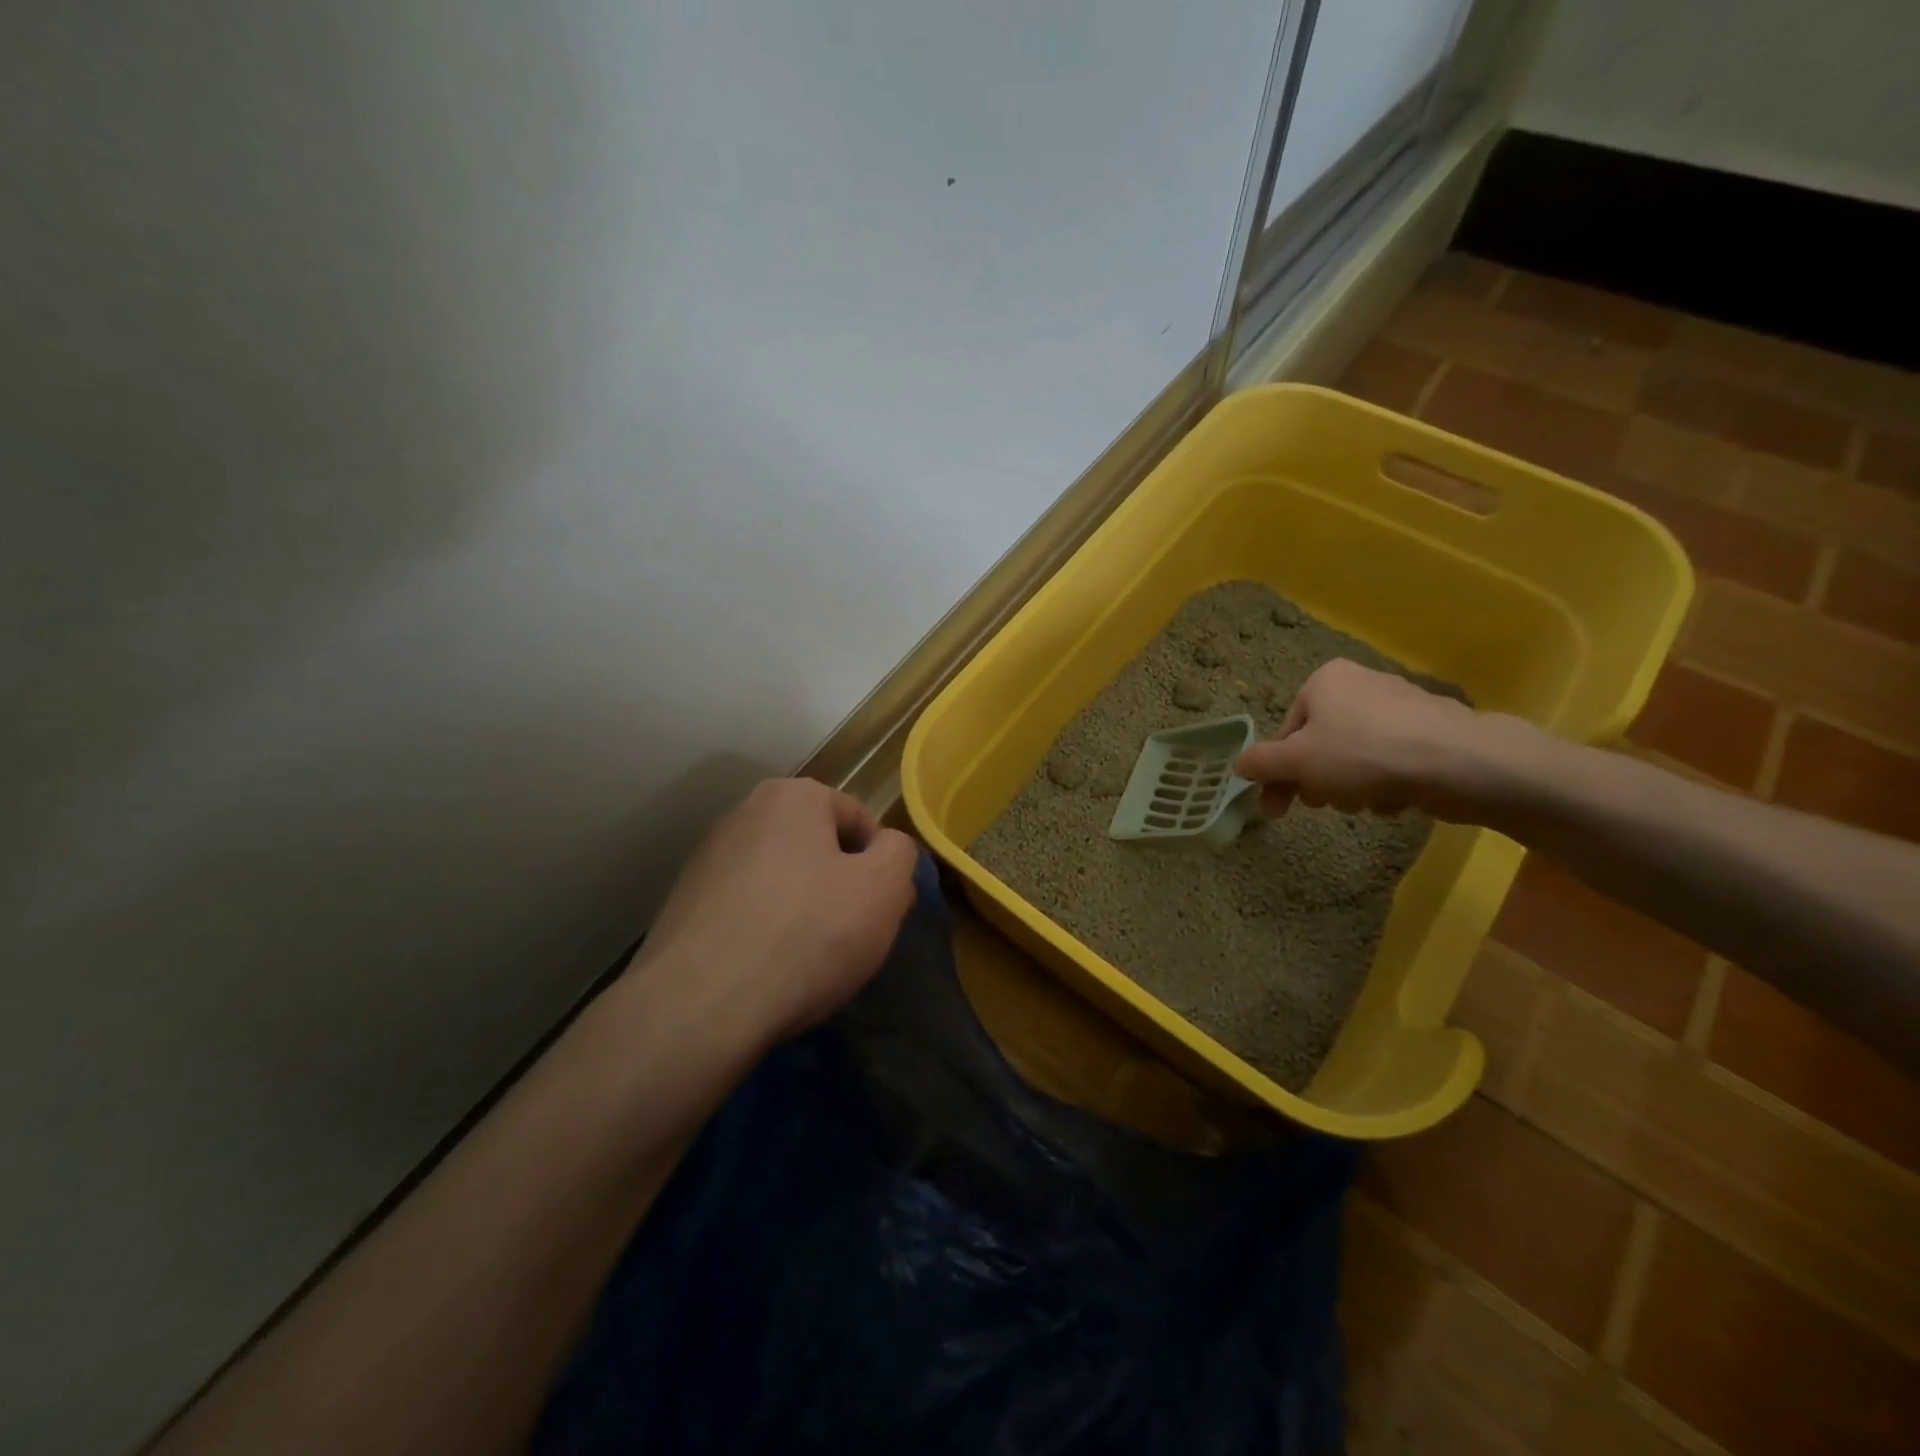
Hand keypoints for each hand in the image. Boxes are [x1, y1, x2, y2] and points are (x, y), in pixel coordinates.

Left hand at [635, 777, 918, 1048]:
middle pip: (817, 847)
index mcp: (791, 796)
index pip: (859, 819)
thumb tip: (888, 849)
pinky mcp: (682, 905)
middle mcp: (742, 813)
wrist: (699, 1007)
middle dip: (839, 886)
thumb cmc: (807, 934)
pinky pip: (745, 910)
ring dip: (802, 910)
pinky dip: (763, 932)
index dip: (880, 866)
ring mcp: (705, 860)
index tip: (881, 911)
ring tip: (806, 960)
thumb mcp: (884, 889)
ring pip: (780, 880)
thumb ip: (900, 854)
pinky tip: (766, 971)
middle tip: (850, 936)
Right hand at [1235, 658, 1485, 816]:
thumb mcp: (1296, 761)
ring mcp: (1400, 705)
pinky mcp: (1431, 730)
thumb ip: (1260, 763)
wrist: (1459, 762)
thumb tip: (1240, 766)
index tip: (1278, 810)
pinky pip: (1390, 760)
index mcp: (1323, 681)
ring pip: (1354, 757)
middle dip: (1320, 782)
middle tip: (1328, 805)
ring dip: (1351, 787)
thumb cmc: (1363, 754)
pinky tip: (1397, 798)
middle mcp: (1360, 683)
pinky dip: (1386, 782)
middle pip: (1320, 745)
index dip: (1278, 775)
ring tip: (1368, 802)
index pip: (1286, 733)